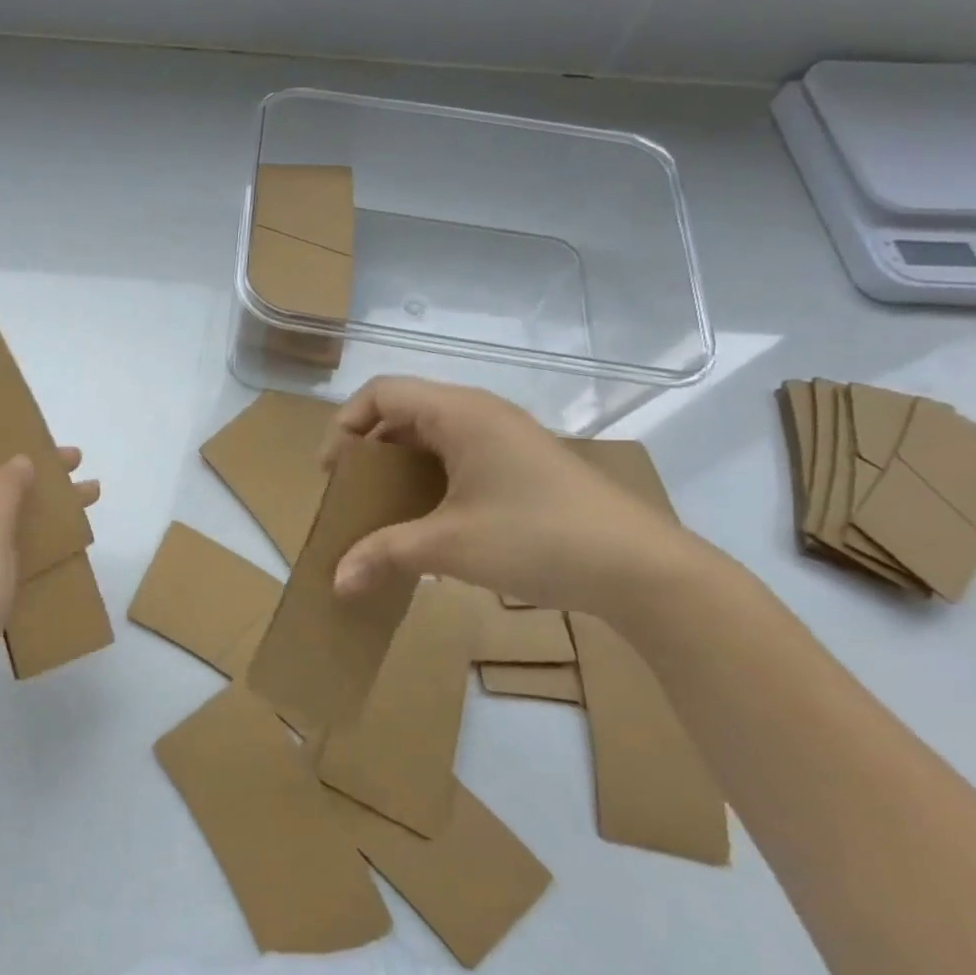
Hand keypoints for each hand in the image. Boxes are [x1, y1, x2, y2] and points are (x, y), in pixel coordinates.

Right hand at [322, 376, 697, 612]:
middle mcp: (480, 413)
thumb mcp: (448, 546)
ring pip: (431, 436)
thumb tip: (336, 581)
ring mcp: (505, 438)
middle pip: (403, 411)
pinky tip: (427, 520)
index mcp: (458, 413)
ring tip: (381, 510)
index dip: (345, 425)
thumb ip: (383, 555)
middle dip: (367, 449)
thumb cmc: (536, 539)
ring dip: (398, 467)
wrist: (641, 569)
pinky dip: (429, 479)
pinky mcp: (521, 464)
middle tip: (351, 494)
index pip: (381, 392)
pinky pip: (457, 456)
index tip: (334, 474)